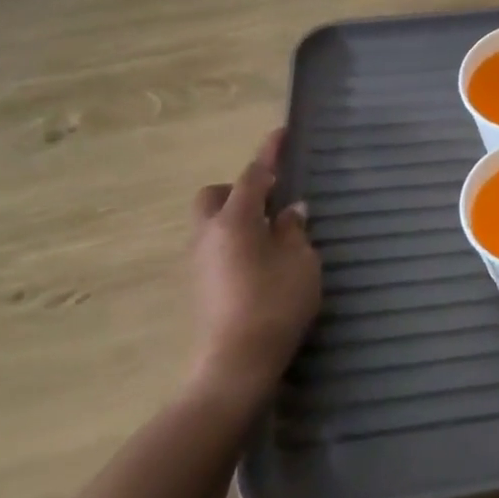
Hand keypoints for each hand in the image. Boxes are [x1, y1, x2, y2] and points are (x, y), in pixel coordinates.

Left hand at [186, 128, 322, 408]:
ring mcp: (198, 262)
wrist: (236, 364)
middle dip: (239, 190)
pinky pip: (215, 247)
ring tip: (273, 234)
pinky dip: (234, 242)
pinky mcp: (198, 286)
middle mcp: (208, 235)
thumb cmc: (276, 304)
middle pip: (214, 196)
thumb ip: (295, 231)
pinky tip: (261, 262)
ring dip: (237, 218)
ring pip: (211, 224)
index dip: (269, 154)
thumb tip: (290, 211)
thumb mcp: (301, 262)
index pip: (253, 176)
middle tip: (272, 201)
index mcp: (235, 221)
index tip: (280, 133)